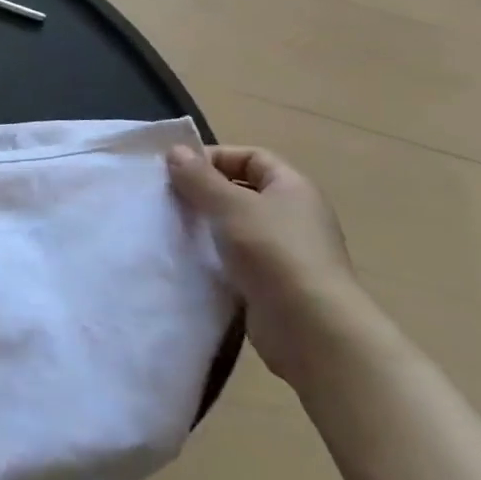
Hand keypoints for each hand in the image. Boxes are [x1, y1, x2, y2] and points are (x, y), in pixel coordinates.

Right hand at [166, 145, 370, 388]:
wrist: (311, 328)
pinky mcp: (274, 284)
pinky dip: (215, 257)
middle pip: (243, 191)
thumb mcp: (230, 205)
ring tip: (173, 229)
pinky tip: (190, 261)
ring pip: (237, 227)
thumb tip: (176, 151)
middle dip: (205, 192)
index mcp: (292, 188)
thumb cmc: (273, 252)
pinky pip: (237, 259)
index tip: (177, 171)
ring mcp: (286, 252)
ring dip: (207, 227)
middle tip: (169, 200)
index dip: (215, 158)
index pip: (251, 158)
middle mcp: (293, 216)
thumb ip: (199, 177)